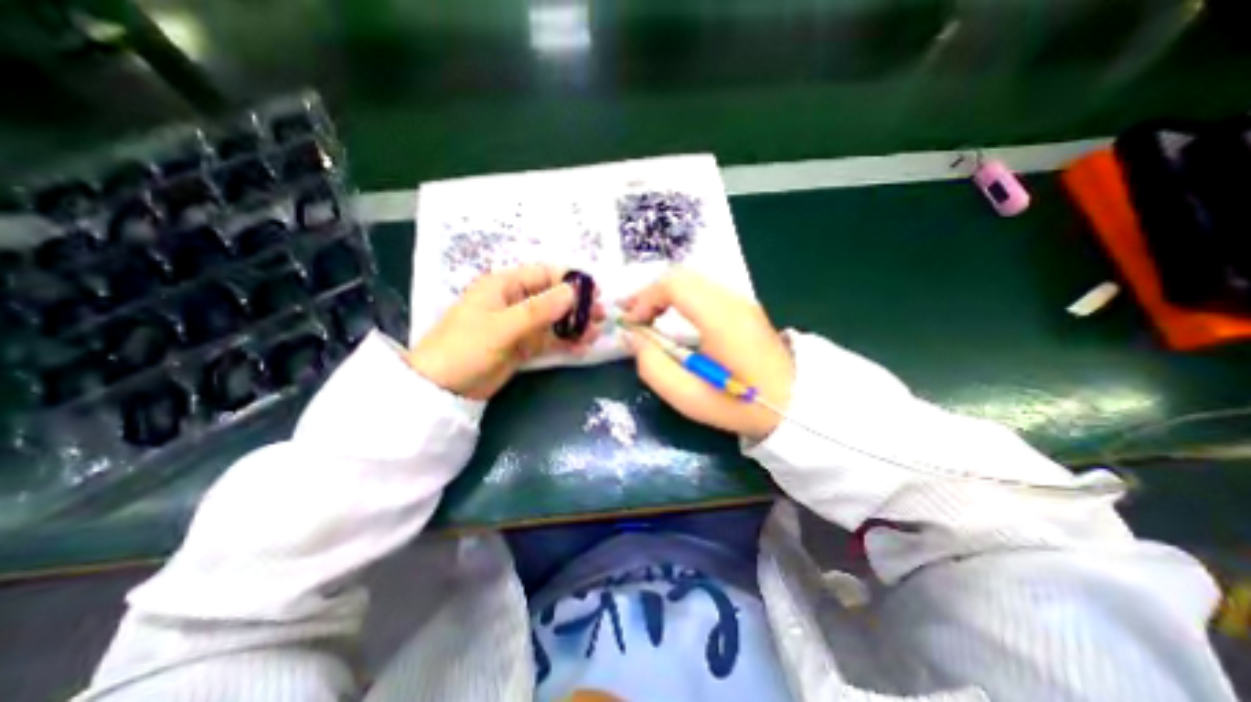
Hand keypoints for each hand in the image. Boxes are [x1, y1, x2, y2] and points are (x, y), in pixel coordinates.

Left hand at [410, 266, 598, 400]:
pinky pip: (549, 340)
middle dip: (577, 305)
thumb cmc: (465, 348)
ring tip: (595, 334)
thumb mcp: (502, 326)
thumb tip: (572, 292)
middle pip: (553, 297)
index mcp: (504, 285)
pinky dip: (565, 342)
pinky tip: (581, 347)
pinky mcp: (523, 345)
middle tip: (600, 316)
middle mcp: (515, 301)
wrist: (442, 388)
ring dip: (575, 325)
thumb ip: (538, 310)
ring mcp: (520, 325)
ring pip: (554, 320)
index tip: (594, 292)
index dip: (570, 281)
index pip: (543, 274)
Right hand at [623, 269, 796, 439]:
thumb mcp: (687, 397)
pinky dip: (680, 297)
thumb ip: (652, 366)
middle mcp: (732, 300)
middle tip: (631, 314)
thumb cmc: (739, 405)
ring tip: (646, 315)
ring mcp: (741, 300)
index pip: (674, 285)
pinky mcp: (743, 306)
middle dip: (650, 292)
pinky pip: (703, 290)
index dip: (645, 298)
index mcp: (721, 319)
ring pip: (692, 280)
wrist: (792, 402)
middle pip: (681, 276)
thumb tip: (634, 337)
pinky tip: (670, 315)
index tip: (632, 323)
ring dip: (664, 294)